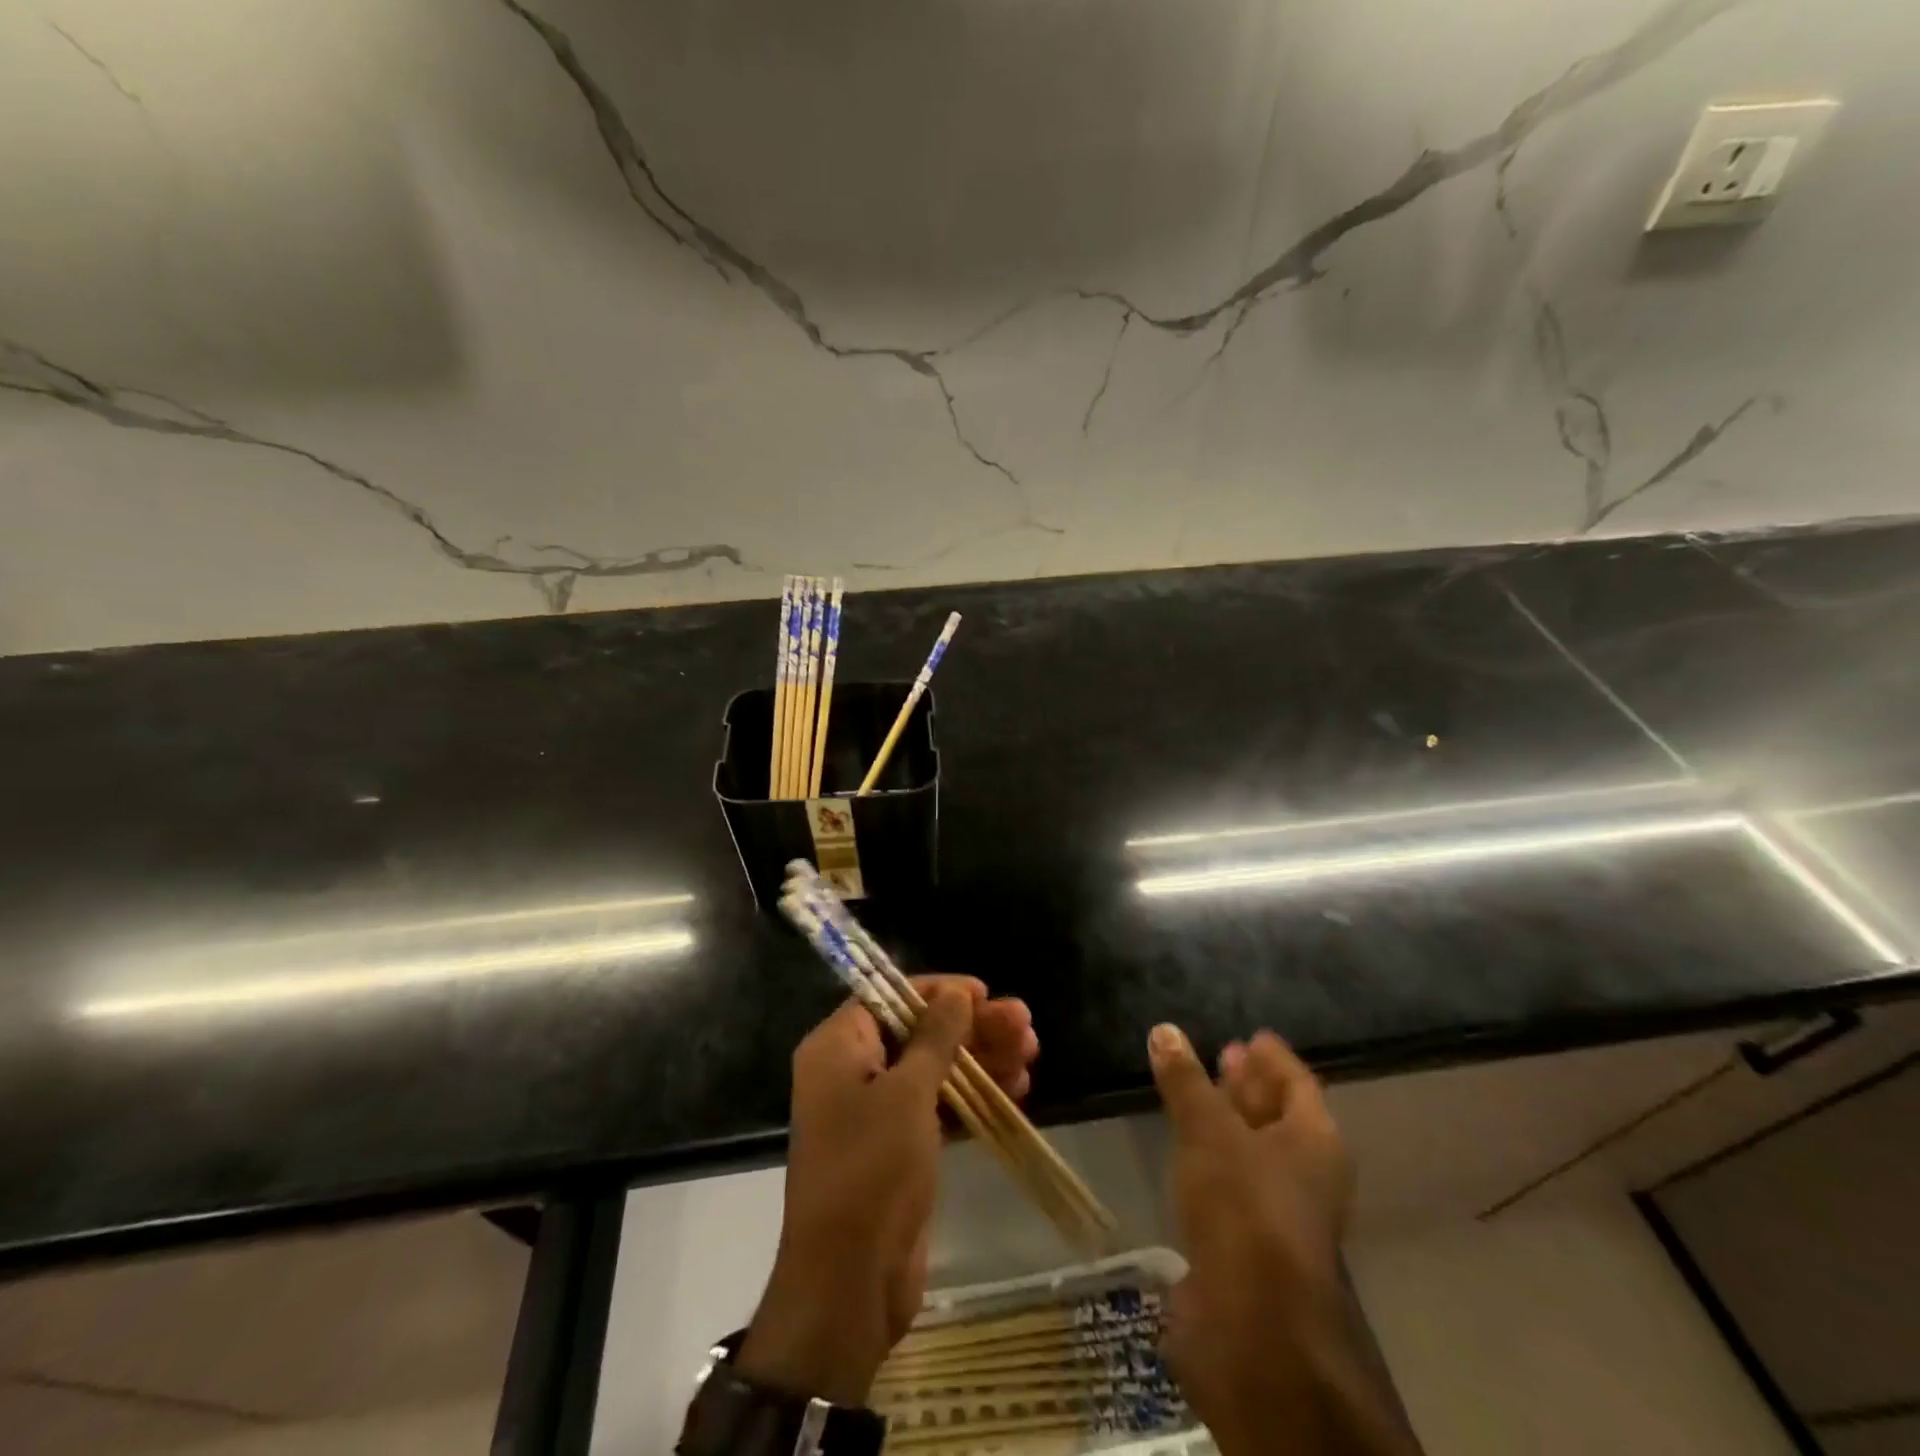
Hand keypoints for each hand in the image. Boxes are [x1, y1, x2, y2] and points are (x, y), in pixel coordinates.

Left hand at [736, 977, 1038, 1406]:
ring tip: (1032, 1052)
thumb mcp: (907, 1093)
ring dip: (983, 1060)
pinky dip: (975, 1097)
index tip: (983, 993)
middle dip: (972, 1027)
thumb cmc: (871, 1168)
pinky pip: (940, 1107)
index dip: (938, 991)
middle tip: (1025, 1023)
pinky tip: (1019, 1090)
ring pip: (936, 1069)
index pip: (889, 996)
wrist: (849, 1283)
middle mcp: (853, 1071)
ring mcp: (877, 1112)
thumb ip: (935, 1037)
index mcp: (837, 1047)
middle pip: (919, 1032)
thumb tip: (957, 992)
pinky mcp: (900, 1148)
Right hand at [1150, 1025, 1413, 1455]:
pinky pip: (1232, 1185)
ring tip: (1196, 1096)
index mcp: (1314, 1140)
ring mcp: (1278, 1213)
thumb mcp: (1208, 1129)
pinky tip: (1185, 1151)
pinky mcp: (1248, 1245)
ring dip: (1227, 1124)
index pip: (1298, 1082)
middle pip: (1279, 1117)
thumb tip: (1164, 1029)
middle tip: (1221, 1055)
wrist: (1251, 1326)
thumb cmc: (1244, 1206)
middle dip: (1250, 1087)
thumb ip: (1186, 1081)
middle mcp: (1306, 1174)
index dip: (1273, 1057)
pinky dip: (1211, 1161)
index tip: (1251, 1035)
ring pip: (1253, 1153)